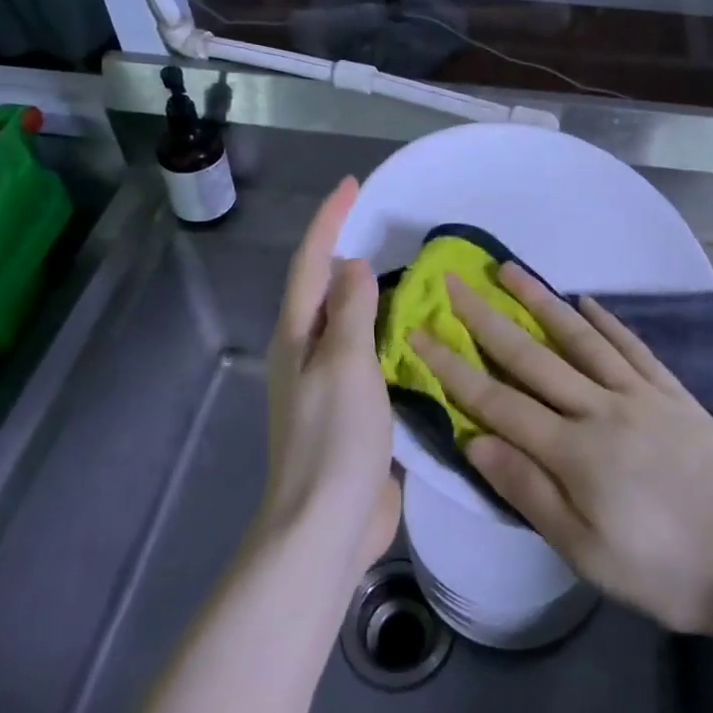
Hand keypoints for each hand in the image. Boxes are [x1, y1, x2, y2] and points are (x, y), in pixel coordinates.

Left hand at [263, 177, 400, 567]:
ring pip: (348, 324)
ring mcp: (327, 386)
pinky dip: (387, 336)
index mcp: (297, 337)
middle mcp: (306, 354)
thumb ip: (350, 311)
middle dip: (346, 253)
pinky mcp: (351, 412)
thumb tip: (352, 266)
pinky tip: (415, 336)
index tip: (352, 185)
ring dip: (370, 296)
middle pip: (324, 290)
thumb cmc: (333, 439)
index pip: (311, 263)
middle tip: (385, 227)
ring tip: (408, 276)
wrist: (325, 528)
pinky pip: (368, 358)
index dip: (330, 220)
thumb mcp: (344, 364)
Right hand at [409, 263, 712, 635]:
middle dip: (486, 318)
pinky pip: (631, 347)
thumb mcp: (586, 552)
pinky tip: (585, 301)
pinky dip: (605, 320)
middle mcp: (600, 407)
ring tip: (509, 269)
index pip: (496, 401)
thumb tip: (475, 441)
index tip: (420, 333)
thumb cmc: (665, 569)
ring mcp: (639, 393)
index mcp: (572, 450)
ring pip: (579, 337)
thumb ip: (529, 491)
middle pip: (532, 355)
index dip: (453, 367)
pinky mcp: (672, 392)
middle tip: (454, 283)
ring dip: (540, 300)